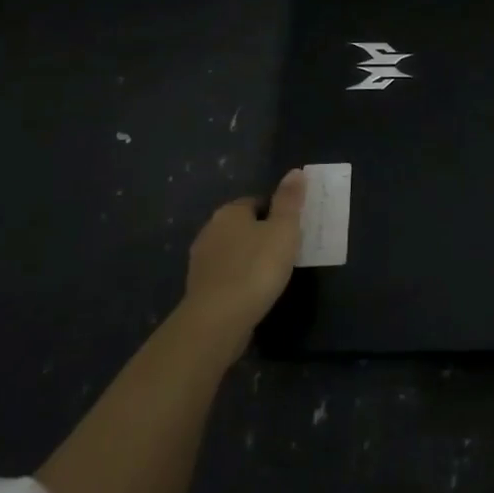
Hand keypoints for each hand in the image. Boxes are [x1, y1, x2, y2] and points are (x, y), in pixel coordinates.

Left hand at [181, 169, 306, 343]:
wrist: (217, 321)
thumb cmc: (256, 268)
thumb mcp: (284, 230)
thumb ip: (290, 200)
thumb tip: (295, 171)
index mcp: (230, 212)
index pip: (257, 202)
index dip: (276, 213)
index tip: (292, 230)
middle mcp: (210, 230)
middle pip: (242, 226)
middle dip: (261, 236)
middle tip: (286, 252)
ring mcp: (201, 261)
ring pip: (233, 252)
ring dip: (249, 259)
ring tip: (272, 275)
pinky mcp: (199, 290)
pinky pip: (225, 276)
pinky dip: (239, 280)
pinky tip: (253, 293)